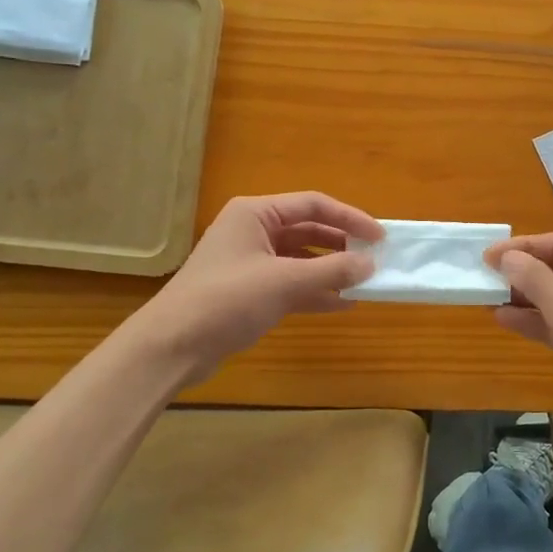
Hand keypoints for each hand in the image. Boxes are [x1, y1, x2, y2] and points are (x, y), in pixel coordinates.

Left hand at [136, 193, 381, 380]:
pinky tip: (342, 304)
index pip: (313, 205)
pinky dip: (315, 291)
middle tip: (374, 260)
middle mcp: (253, 231)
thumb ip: (331, 271)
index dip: (350, 218)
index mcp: (256, 214)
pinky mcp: (249, 291)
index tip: (379, 237)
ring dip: (331, 270)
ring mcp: (250, 262)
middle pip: (308, 230)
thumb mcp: (284, 282)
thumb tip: (370, 265)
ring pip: (301, 259)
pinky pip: (291, 283)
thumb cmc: (226, 300)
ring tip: (364, 283)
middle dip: (342, 245)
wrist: (172, 346)